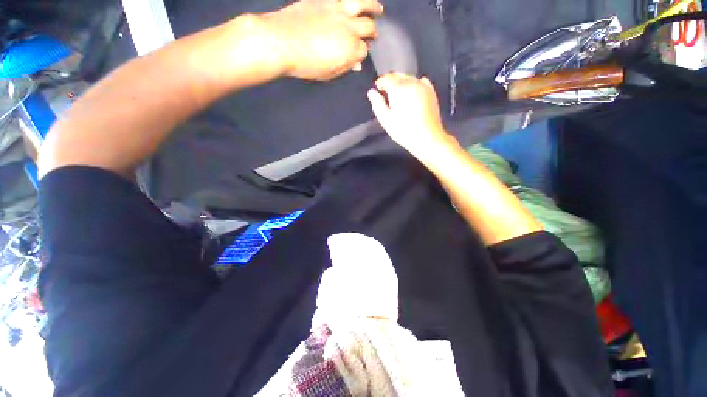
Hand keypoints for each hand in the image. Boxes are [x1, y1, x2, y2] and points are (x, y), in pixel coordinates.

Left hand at [263, 0, 382, 80]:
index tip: (359, 53)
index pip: (364, 51)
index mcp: (350, 51)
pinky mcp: (326, 0)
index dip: (362, 53)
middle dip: (372, 33)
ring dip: (374, 7)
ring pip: (364, 4)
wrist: (281, 41)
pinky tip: (356, 2)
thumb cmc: (305, 64)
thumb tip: (356, 64)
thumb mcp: (328, 73)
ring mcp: (339, 10)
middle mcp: (349, 28)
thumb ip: (344, 67)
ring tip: (378, 9)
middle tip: (373, 34)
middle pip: (369, 28)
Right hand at [367, 74, 450, 155]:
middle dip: (390, 83)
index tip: (377, 90)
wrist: (427, 138)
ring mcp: (423, 86)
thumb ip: (377, 104)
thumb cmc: (404, 131)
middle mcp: (411, 82)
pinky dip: (414, 85)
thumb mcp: (385, 120)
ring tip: (399, 97)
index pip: (386, 78)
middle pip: (398, 76)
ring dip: (401, 83)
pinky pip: (420, 81)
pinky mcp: (431, 91)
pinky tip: (412, 95)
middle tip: (387, 96)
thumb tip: (372, 92)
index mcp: (398, 88)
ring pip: (409, 78)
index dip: (380, 83)